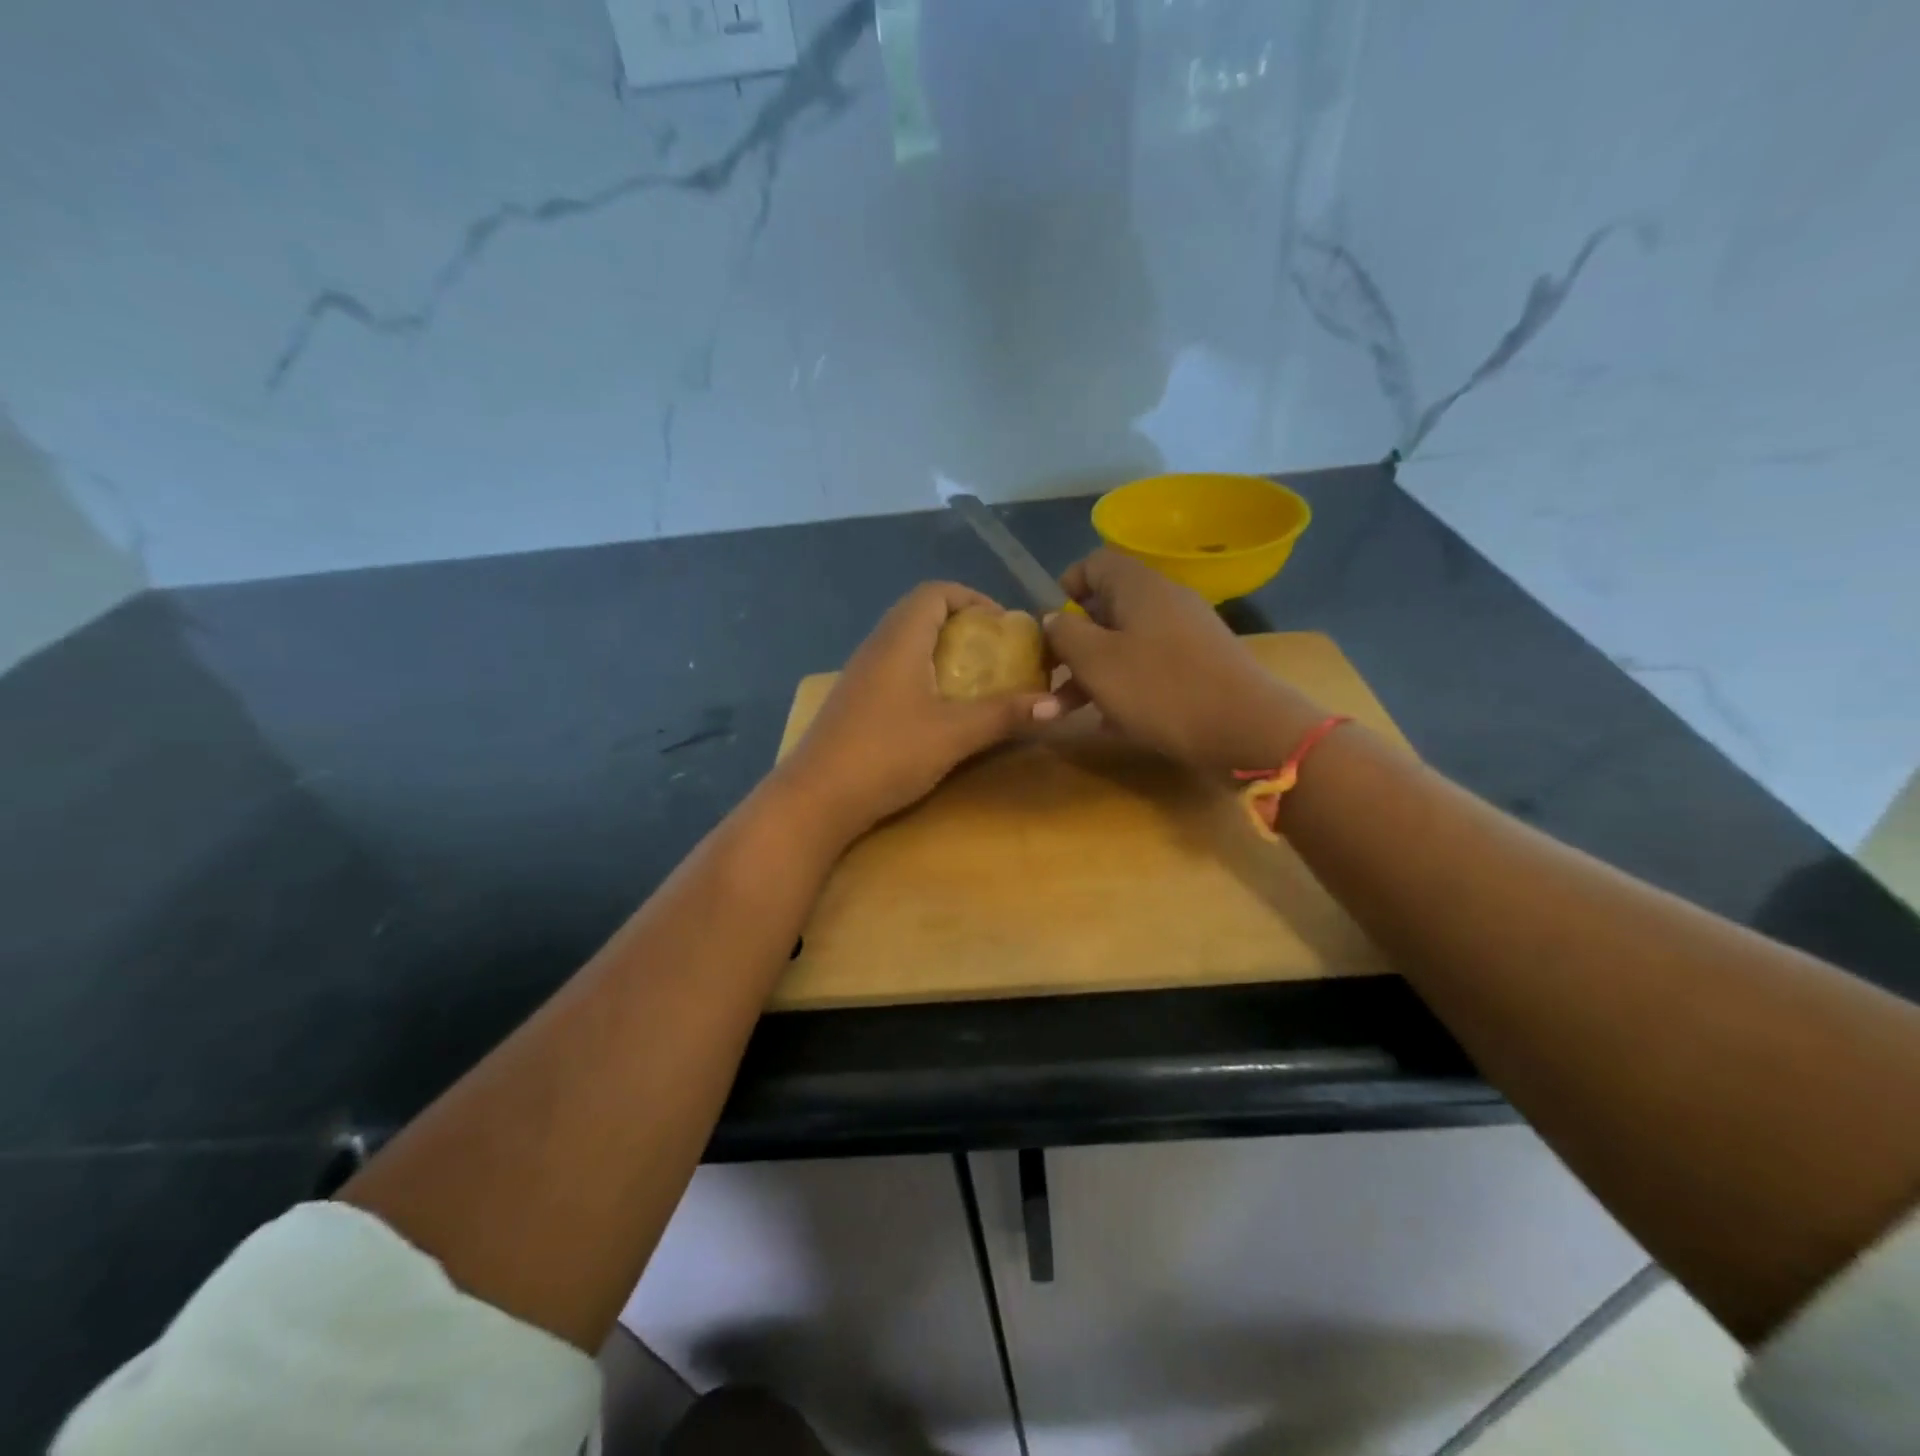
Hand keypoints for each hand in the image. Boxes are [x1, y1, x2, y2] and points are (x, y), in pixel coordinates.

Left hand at [776, 582, 1061, 839]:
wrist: (815, 799)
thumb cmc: (886, 755)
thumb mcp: (954, 734)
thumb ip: (1004, 715)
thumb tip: (1058, 704)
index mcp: (899, 640)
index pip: (935, 592)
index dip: (973, 598)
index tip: (1003, 626)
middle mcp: (876, 647)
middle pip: (920, 613)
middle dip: (962, 626)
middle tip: (995, 654)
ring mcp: (860, 675)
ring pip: (906, 643)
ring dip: (942, 652)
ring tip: (974, 680)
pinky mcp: (854, 702)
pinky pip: (894, 669)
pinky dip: (923, 674)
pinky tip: (939, 710)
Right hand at [1045, 550, 1322, 772]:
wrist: (1246, 730)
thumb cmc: (1160, 688)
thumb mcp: (1096, 661)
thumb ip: (1065, 634)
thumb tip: (1053, 619)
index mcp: (1139, 586)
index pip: (1094, 563)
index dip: (1066, 588)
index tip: (1048, 625)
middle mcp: (1164, 601)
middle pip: (1106, 610)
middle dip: (1071, 647)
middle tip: (1049, 681)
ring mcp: (1186, 635)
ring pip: (1124, 646)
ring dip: (1090, 676)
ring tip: (1063, 714)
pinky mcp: (1199, 668)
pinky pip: (1149, 670)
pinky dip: (1124, 690)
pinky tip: (1108, 725)